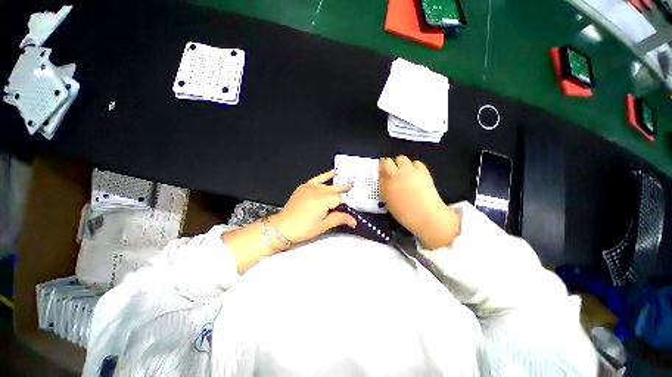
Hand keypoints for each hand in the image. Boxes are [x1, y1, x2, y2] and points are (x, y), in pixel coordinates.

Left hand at [270, 170, 356, 245]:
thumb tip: (353, 220)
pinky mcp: (304, 187)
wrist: (283, 227)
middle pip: (335, 190)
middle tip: (354, 190)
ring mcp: (310, 187)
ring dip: (338, 185)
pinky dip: (325, 175)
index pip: (340, 199)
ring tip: (348, 184)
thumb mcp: (323, 226)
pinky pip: (317, 179)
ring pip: (328, 185)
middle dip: (344, 191)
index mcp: (322, 201)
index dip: (346, 205)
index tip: (349, 210)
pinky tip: (333, 172)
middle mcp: (317, 191)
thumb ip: (339, 219)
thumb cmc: (303, 229)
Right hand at [379, 156, 460, 248]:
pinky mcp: (423, 171)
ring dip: (401, 164)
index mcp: (385, 184)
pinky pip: (416, 163)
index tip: (383, 172)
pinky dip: (414, 167)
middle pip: (389, 160)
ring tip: (405, 173)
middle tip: (393, 172)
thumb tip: (383, 177)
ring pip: (402, 159)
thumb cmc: (404, 213)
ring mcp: (410, 171)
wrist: (426, 216)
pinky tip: (416, 175)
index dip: (381, 169)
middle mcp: (395, 175)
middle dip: (390, 165)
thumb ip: (384, 187)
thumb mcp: (388, 201)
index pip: (379, 169)